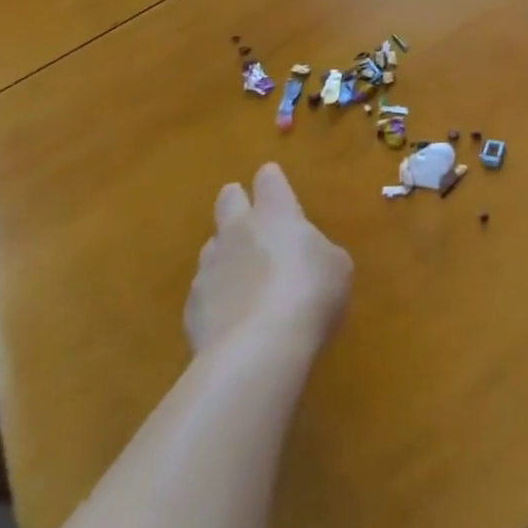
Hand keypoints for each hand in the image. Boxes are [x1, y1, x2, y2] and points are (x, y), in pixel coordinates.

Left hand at [185, 162, 351, 355]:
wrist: (257, 349)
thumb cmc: (310, 294)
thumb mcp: (337, 267)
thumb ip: (318, 253)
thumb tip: (307, 258)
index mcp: (276, 214)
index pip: (269, 182)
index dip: (271, 179)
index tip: (271, 178)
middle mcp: (238, 232)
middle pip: (228, 201)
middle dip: (235, 199)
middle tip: (245, 209)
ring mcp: (209, 268)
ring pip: (212, 246)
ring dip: (225, 251)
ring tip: (241, 270)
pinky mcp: (191, 308)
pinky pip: (204, 289)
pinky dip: (217, 295)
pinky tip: (231, 314)